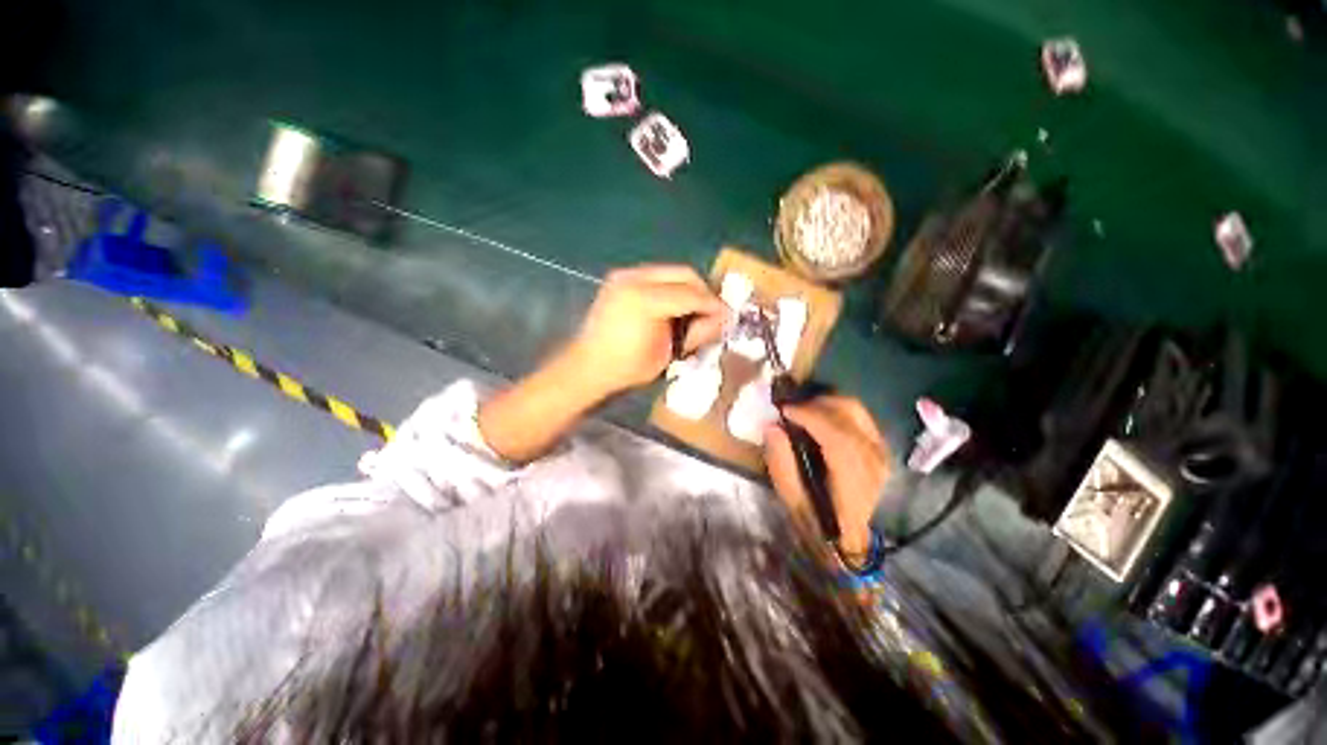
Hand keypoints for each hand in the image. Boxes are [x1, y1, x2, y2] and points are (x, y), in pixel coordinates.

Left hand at [567, 264, 726, 395]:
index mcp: (645, 300)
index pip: (691, 295)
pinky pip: (655, 276)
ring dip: (687, 288)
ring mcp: (624, 275)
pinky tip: (673, 306)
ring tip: (694, 309)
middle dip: (703, 291)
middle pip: (683, 274)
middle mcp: (634, 279)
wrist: (587, 366)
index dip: (713, 305)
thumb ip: (695, 332)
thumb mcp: (667, 354)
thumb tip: (721, 319)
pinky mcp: (619, 278)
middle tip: (712, 311)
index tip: (728, 315)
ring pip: (670, 272)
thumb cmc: (627, 368)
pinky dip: (670, 288)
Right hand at [763, 396, 890, 558]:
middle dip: (815, 403)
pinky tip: (818, 417)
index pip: (837, 437)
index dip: (809, 417)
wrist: (852, 537)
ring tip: (802, 410)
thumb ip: (780, 462)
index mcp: (854, 482)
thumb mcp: (791, 498)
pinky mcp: (880, 446)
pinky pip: (858, 415)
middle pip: (849, 414)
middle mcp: (875, 461)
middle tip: (790, 408)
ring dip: (825, 402)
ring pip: (855, 409)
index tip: (784, 410)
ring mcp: (882, 451)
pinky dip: (835, 408)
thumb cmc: (817, 520)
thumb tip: (772, 426)